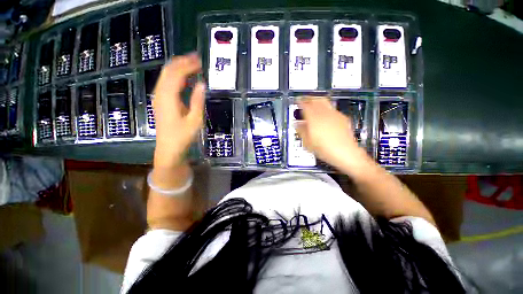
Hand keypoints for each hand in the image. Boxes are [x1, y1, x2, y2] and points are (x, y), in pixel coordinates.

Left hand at [152, 53, 204, 167]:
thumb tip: (202, 84)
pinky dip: (176, 76)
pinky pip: (166, 83)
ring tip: (192, 65)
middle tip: (197, 59)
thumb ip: (197, 101)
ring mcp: (158, 97)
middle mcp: (160, 94)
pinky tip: (185, 78)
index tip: (201, 61)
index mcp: (168, 97)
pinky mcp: (160, 101)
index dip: (188, 65)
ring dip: (178, 67)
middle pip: (169, 70)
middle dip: (182, 62)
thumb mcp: (195, 120)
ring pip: (166, 75)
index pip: (177, 74)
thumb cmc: (183, 136)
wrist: (169, 148)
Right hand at [296, 98, 363, 168]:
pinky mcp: (342, 118)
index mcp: (314, 118)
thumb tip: (296, 124)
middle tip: (305, 100)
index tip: (297, 100)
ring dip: (317, 101)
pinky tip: (325, 114)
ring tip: (314, 104)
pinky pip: (332, 109)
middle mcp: (324, 113)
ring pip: (325, 102)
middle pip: (316, 100)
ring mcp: (334, 114)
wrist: (345, 152)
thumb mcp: (307, 142)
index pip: (305, 105)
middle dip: (309, 98)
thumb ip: (301, 131)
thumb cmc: (323, 149)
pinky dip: (326, 108)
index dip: (300, 102)